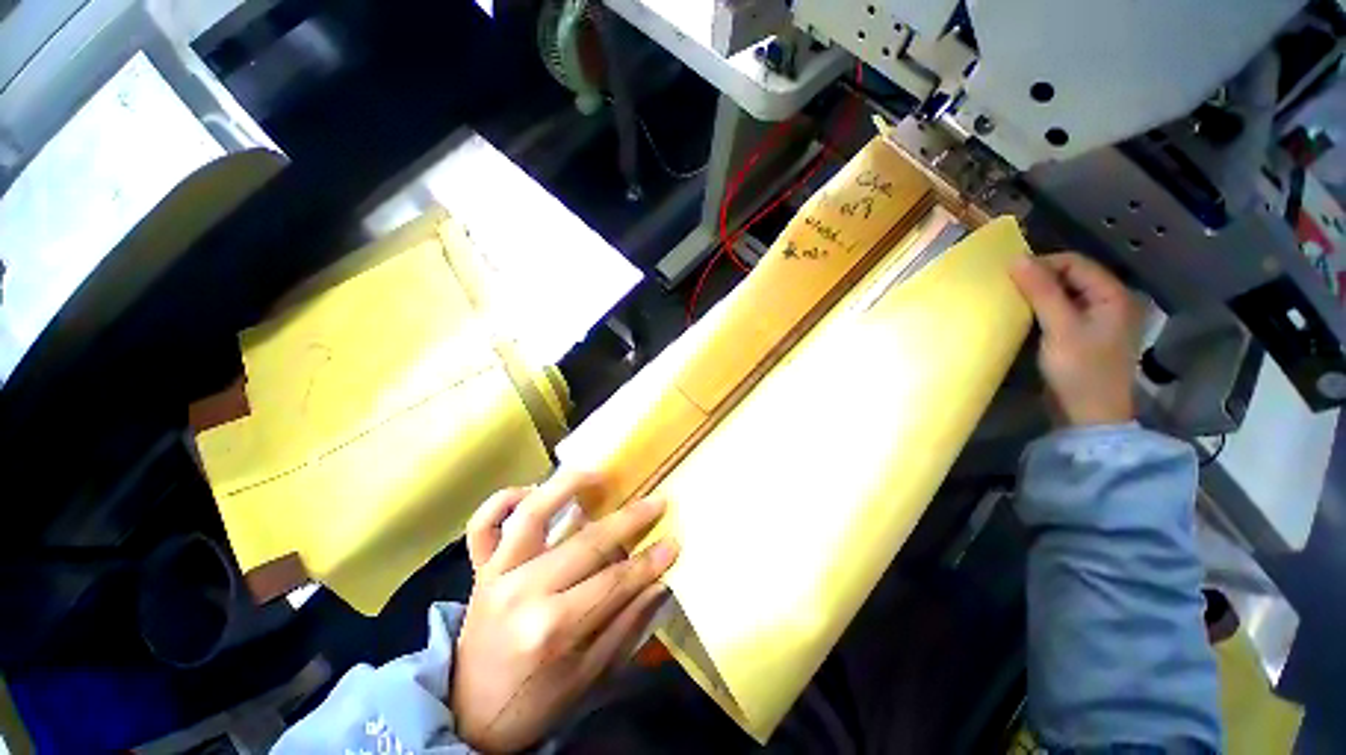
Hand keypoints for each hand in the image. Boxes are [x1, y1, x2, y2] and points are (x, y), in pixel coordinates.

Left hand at [452, 472, 678, 752]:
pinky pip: (483, 524)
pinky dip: (504, 499)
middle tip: (658, 501)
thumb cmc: (535, 702)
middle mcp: (521, 592)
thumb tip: (660, 582)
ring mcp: (496, 574)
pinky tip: (532, 490)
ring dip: (567, 486)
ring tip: (598, 473)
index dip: (649, 562)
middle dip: (629, 519)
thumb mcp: (588, 674)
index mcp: (551, 628)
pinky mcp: (479, 568)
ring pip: (532, 514)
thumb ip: (625, 623)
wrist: (469, 716)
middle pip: (586, 543)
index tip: (674, 542)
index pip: (613, 582)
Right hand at [1010, 253, 1137, 426]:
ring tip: (1011, 302)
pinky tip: (1024, 318)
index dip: (1042, 265)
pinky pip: (1060, 311)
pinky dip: (1041, 310)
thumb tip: (1016, 259)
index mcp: (1112, 295)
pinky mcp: (1082, 335)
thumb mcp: (1060, 328)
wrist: (1089, 415)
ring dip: (1037, 295)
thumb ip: (1041, 292)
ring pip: (1063, 294)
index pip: (1074, 263)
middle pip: (1070, 276)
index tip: (1009, 277)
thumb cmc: (1080, 370)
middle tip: (1007, 290)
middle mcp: (1108, 301)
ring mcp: (1096, 320)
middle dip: (1038, 279)